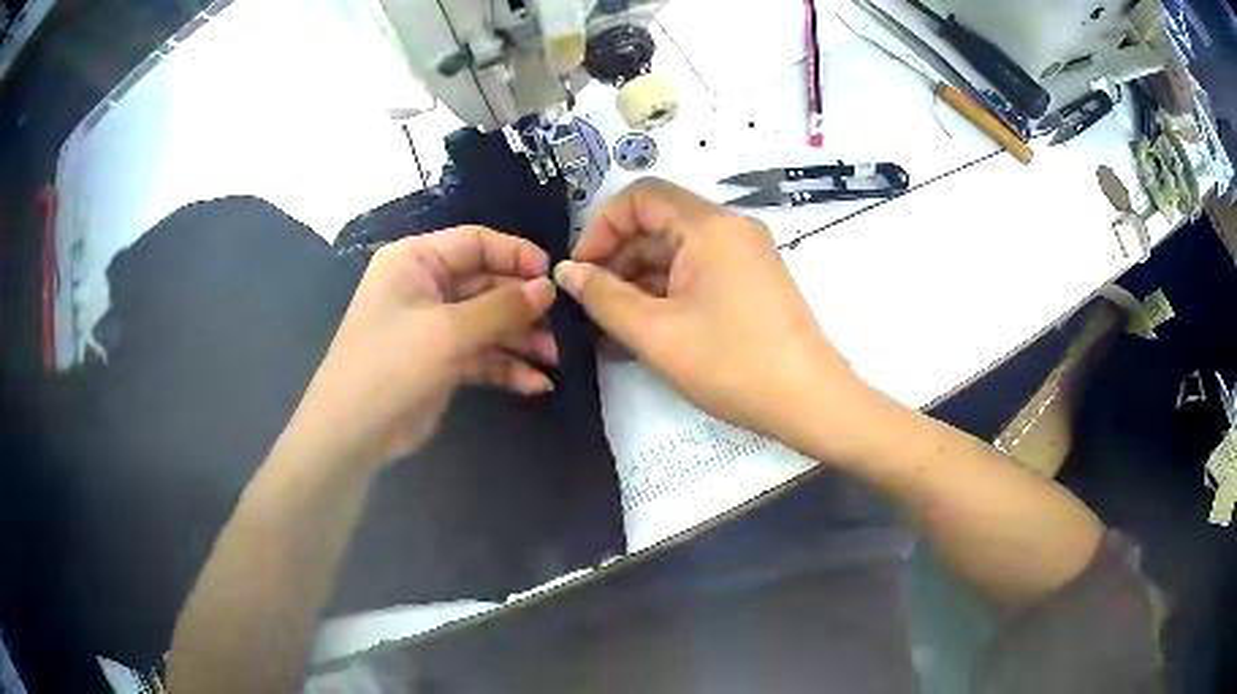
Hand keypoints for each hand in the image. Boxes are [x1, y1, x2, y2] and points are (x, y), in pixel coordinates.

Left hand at [288, 227, 556, 468]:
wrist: (353, 433)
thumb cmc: (392, 365)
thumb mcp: (449, 332)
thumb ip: (502, 308)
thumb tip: (548, 288)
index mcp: (416, 260)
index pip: (475, 242)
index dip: (516, 255)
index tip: (554, 277)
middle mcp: (425, 286)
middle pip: (486, 284)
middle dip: (523, 307)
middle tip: (561, 327)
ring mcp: (433, 326)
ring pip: (488, 322)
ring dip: (521, 340)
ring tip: (555, 359)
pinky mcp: (440, 361)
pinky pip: (481, 354)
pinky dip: (507, 367)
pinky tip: (537, 385)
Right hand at [555, 178, 866, 449]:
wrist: (810, 401)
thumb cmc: (732, 364)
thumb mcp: (656, 333)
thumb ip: (603, 297)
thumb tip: (566, 271)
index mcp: (709, 226)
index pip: (641, 196)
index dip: (602, 226)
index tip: (581, 270)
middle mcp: (730, 228)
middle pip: (658, 223)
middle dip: (617, 259)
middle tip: (590, 305)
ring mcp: (745, 254)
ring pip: (676, 251)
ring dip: (639, 281)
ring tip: (611, 328)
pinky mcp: (751, 280)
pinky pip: (698, 271)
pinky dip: (667, 293)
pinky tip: (644, 330)